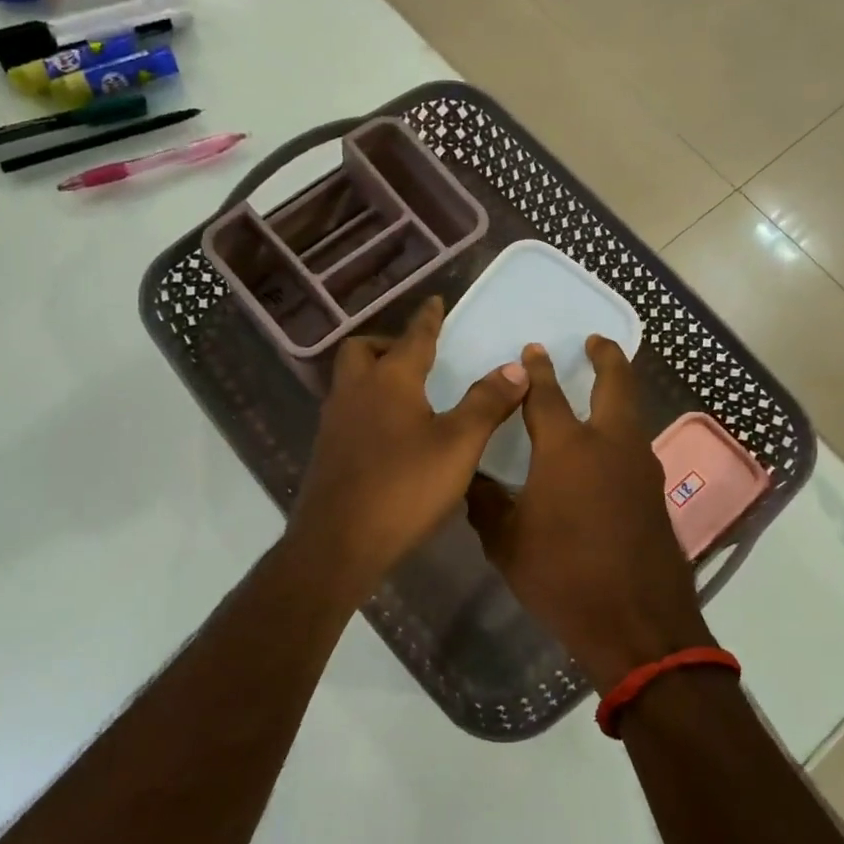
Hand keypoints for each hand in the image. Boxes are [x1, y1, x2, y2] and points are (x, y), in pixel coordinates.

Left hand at [287, 297, 527, 605]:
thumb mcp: (458, 445)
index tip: (435, 301)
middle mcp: (355, 391)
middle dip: (389, 344)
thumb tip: (516, 366)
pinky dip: (369, 406)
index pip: (414, 337)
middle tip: (417, 357)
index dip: (428, 318)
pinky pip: (348, 411)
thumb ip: (487, 403)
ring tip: (409, 394)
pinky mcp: (327, 451)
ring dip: (376, 376)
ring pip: (351, 381)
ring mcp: (335, 422)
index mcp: (390, 380)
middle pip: (364, 350)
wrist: (339, 542)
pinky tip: (390, 433)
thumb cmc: (404, 487)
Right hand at [466, 338, 708, 691]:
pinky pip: (636, 446)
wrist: (636, 623)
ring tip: (602, 390)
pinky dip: (622, 432)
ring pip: (632, 414)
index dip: (537, 370)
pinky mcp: (656, 494)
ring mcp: (640, 468)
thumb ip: (487, 503)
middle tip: (596, 341)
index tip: (532, 349)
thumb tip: (473, 478)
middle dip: (606, 357)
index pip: (546, 395)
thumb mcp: (507, 543)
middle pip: (616, 384)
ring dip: (618, 393)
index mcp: (566, 449)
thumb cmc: (562, 578)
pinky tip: (608, 450)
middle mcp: (609, 445)